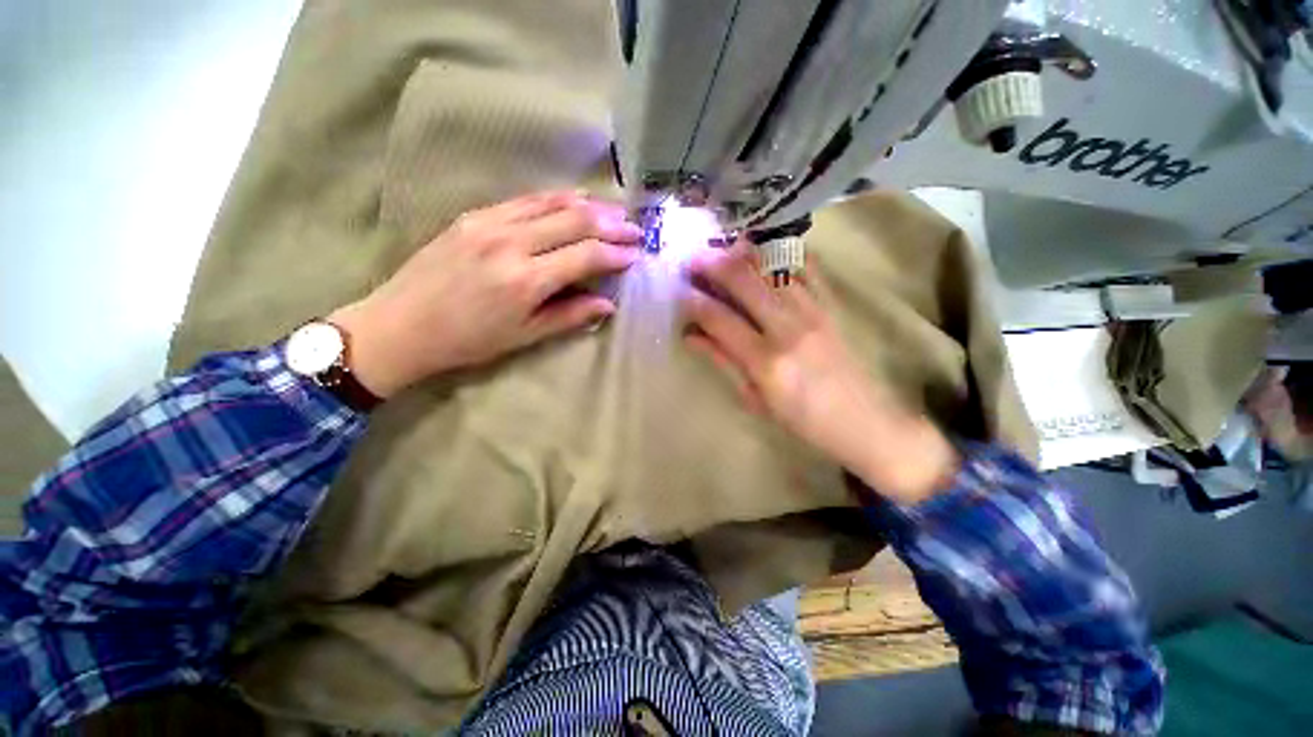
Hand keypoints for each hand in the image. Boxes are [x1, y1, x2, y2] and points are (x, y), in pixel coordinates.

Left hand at [331, 190, 641, 397]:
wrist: (401, 325)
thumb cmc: (468, 340)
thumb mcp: (524, 336)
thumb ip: (569, 316)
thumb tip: (607, 305)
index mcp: (526, 280)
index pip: (586, 256)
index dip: (616, 254)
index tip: (637, 254)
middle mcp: (512, 243)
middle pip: (575, 222)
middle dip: (612, 224)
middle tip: (635, 228)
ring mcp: (490, 223)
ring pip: (552, 203)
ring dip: (589, 205)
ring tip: (614, 210)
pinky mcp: (473, 215)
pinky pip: (524, 200)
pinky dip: (555, 198)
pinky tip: (573, 199)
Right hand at [681, 242, 957, 503]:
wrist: (864, 421)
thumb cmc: (803, 420)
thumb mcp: (755, 399)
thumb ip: (723, 360)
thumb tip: (691, 335)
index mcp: (766, 362)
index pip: (719, 318)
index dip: (693, 301)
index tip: (677, 290)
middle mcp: (788, 328)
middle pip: (744, 281)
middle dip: (712, 264)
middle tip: (691, 257)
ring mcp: (813, 311)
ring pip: (772, 267)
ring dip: (742, 253)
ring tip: (721, 249)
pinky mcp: (831, 305)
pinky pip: (806, 268)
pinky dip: (782, 255)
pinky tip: (765, 250)